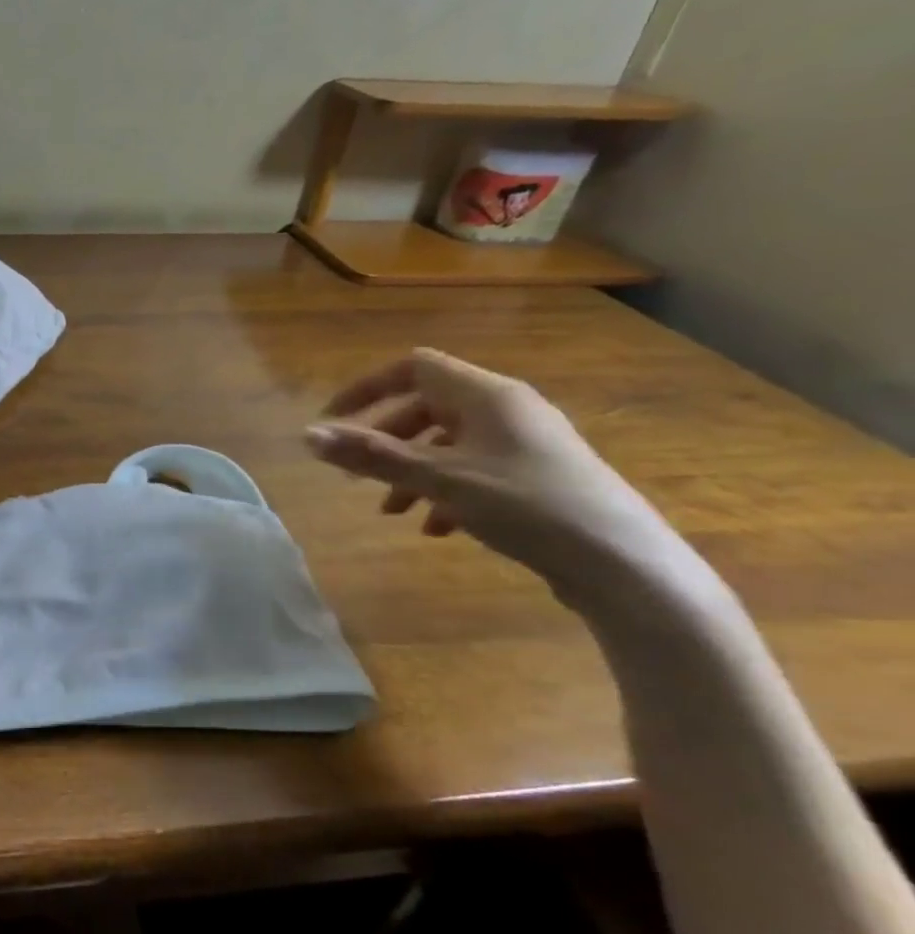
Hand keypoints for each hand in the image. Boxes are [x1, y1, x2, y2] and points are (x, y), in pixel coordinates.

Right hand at [304, 348, 686, 606]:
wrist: (624, 566)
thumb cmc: (526, 506)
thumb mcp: (438, 480)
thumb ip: (372, 456)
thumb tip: (308, 435)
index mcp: (487, 395)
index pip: (413, 367)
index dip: (366, 389)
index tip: (332, 420)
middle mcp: (508, 409)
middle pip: (427, 406)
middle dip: (385, 438)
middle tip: (356, 473)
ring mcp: (526, 444)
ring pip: (449, 443)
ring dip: (411, 470)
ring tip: (392, 511)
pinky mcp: (538, 478)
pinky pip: (475, 470)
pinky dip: (444, 491)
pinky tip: (436, 528)